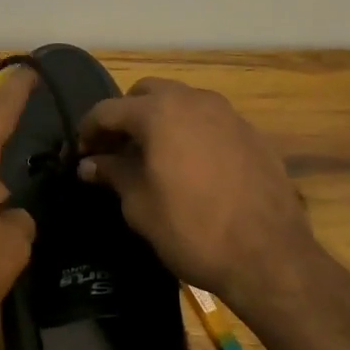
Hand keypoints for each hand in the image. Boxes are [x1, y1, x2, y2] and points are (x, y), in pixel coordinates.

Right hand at [78, 78, 315, 305]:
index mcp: (159, 112)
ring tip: (152, 156)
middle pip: (147, 93)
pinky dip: (191, 134)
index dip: (88, 130)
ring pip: (183, 103)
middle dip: (126, 115)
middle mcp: (194, 101)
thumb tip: (89, 164)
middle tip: (116, 149)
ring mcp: (229, 115)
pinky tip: (191, 167)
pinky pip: (211, 122)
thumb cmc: (192, 229)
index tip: (81, 154)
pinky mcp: (253, 135)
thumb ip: (113, 174)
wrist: (269, 256)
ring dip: (161, 121)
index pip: (108, 109)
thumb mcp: (140, 205)